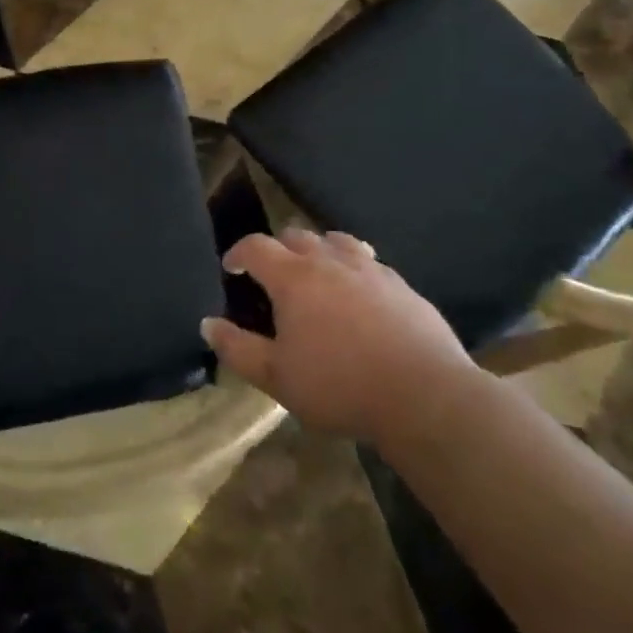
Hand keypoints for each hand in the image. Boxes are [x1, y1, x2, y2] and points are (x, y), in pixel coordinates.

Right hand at [202, 229, 475, 445]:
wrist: (425, 396)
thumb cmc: (340, 386)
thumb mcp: (277, 377)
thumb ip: (237, 349)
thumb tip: (207, 324)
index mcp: (294, 278)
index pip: (256, 247)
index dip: (238, 253)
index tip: (231, 267)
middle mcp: (329, 262)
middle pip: (296, 236)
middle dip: (278, 249)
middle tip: (273, 275)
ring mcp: (370, 269)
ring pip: (336, 241)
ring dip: (319, 250)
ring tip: (317, 274)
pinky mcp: (403, 286)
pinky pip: (371, 263)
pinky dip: (355, 269)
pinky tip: (361, 295)